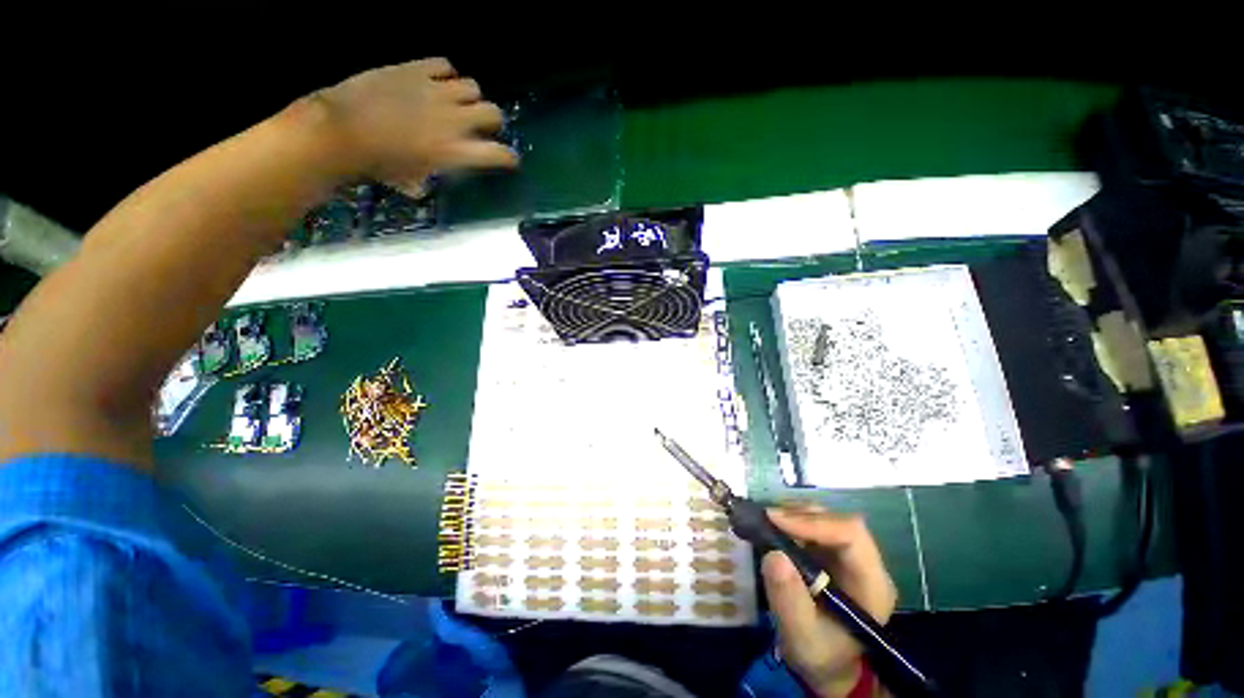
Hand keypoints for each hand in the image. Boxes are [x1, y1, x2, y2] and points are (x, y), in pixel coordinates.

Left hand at [311, 57, 517, 192]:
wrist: (343, 130)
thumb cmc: (378, 163)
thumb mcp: (411, 180)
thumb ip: (429, 178)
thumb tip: (425, 185)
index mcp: (456, 152)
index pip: (498, 154)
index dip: (508, 157)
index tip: (509, 159)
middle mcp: (455, 120)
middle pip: (494, 113)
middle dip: (492, 121)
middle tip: (480, 126)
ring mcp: (436, 91)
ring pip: (473, 86)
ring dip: (469, 96)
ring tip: (456, 101)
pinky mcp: (416, 69)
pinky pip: (444, 64)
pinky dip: (445, 73)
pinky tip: (436, 81)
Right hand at [761, 506, 897, 696]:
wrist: (829, 666)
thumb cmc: (820, 655)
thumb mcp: (801, 637)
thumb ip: (789, 601)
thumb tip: (774, 556)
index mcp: (872, 585)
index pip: (851, 536)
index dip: (813, 522)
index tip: (775, 520)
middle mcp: (867, 564)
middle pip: (839, 521)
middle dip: (801, 515)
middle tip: (766, 518)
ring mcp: (852, 557)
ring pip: (827, 518)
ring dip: (795, 515)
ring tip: (768, 521)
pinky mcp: (835, 553)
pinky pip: (816, 525)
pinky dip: (793, 520)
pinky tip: (775, 527)